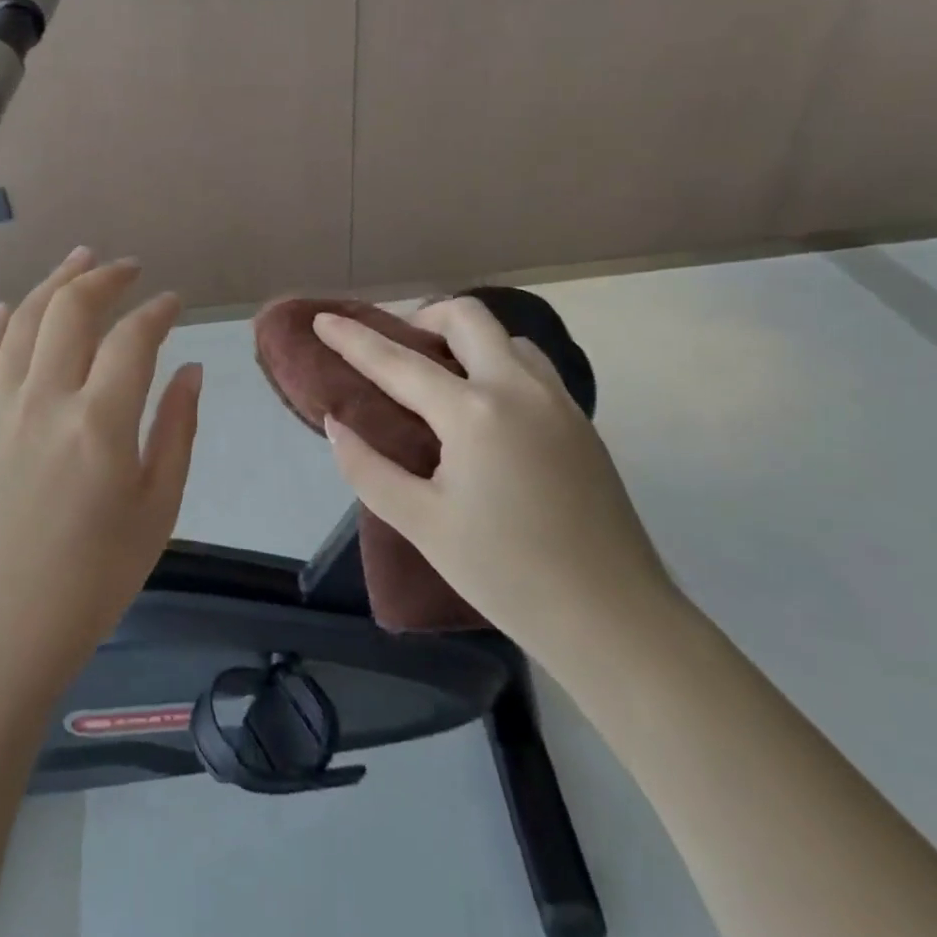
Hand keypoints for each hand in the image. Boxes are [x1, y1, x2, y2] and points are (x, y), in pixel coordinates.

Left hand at [0, 248, 202, 704]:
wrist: (6, 629)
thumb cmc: (96, 577)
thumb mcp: (158, 508)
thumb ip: (176, 430)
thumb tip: (189, 369)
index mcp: (99, 424)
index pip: (131, 339)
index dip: (156, 311)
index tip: (173, 302)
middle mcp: (45, 402)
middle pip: (70, 312)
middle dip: (103, 279)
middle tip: (128, 268)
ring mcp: (0, 412)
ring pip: (24, 323)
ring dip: (53, 284)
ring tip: (79, 260)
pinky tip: (14, 307)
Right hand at [314, 297, 680, 676]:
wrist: (614, 619)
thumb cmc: (506, 574)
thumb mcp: (421, 524)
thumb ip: (368, 468)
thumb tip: (337, 424)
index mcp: (473, 412)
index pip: (398, 362)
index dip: (354, 339)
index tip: (322, 319)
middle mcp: (518, 388)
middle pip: (467, 317)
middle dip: (422, 317)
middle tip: (396, 347)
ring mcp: (557, 401)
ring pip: (506, 338)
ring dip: (466, 339)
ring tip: (439, 376)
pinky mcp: (580, 422)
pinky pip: (531, 367)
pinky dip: (497, 363)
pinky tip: (484, 409)